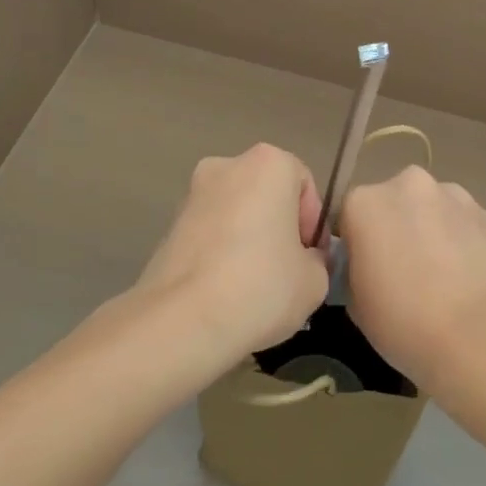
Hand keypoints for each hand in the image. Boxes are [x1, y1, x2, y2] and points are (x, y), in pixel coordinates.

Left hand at [134, 144, 328, 364]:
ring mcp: (191, 195)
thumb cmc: (262, 286)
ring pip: (234, 213)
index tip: (311, 256)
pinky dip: (221, 254)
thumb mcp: (315, 280)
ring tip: (255, 286)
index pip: (304, 183)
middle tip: (287, 270)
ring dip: (248, 240)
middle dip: (278, 226)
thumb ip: (317, 259)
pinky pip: (209, 235)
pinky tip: (226, 292)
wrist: (182, 321)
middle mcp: (226, 167)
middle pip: (265, 194)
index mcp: (267, 164)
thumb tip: (303, 260)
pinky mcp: (168, 228)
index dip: (313, 222)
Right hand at [338, 166, 485, 390]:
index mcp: (364, 203)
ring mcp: (453, 195)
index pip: (349, 218)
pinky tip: (468, 278)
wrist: (481, 334)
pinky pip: (463, 224)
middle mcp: (407, 185)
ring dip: (430, 231)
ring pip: (431, 209)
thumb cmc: (405, 321)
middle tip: (404, 273)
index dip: (356, 246)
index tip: (367, 273)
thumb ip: (355, 270)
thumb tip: (369, 266)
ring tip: (442, 277)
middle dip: (396, 229)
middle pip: (392, 204)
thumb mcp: (356, 304)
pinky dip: (462, 242)